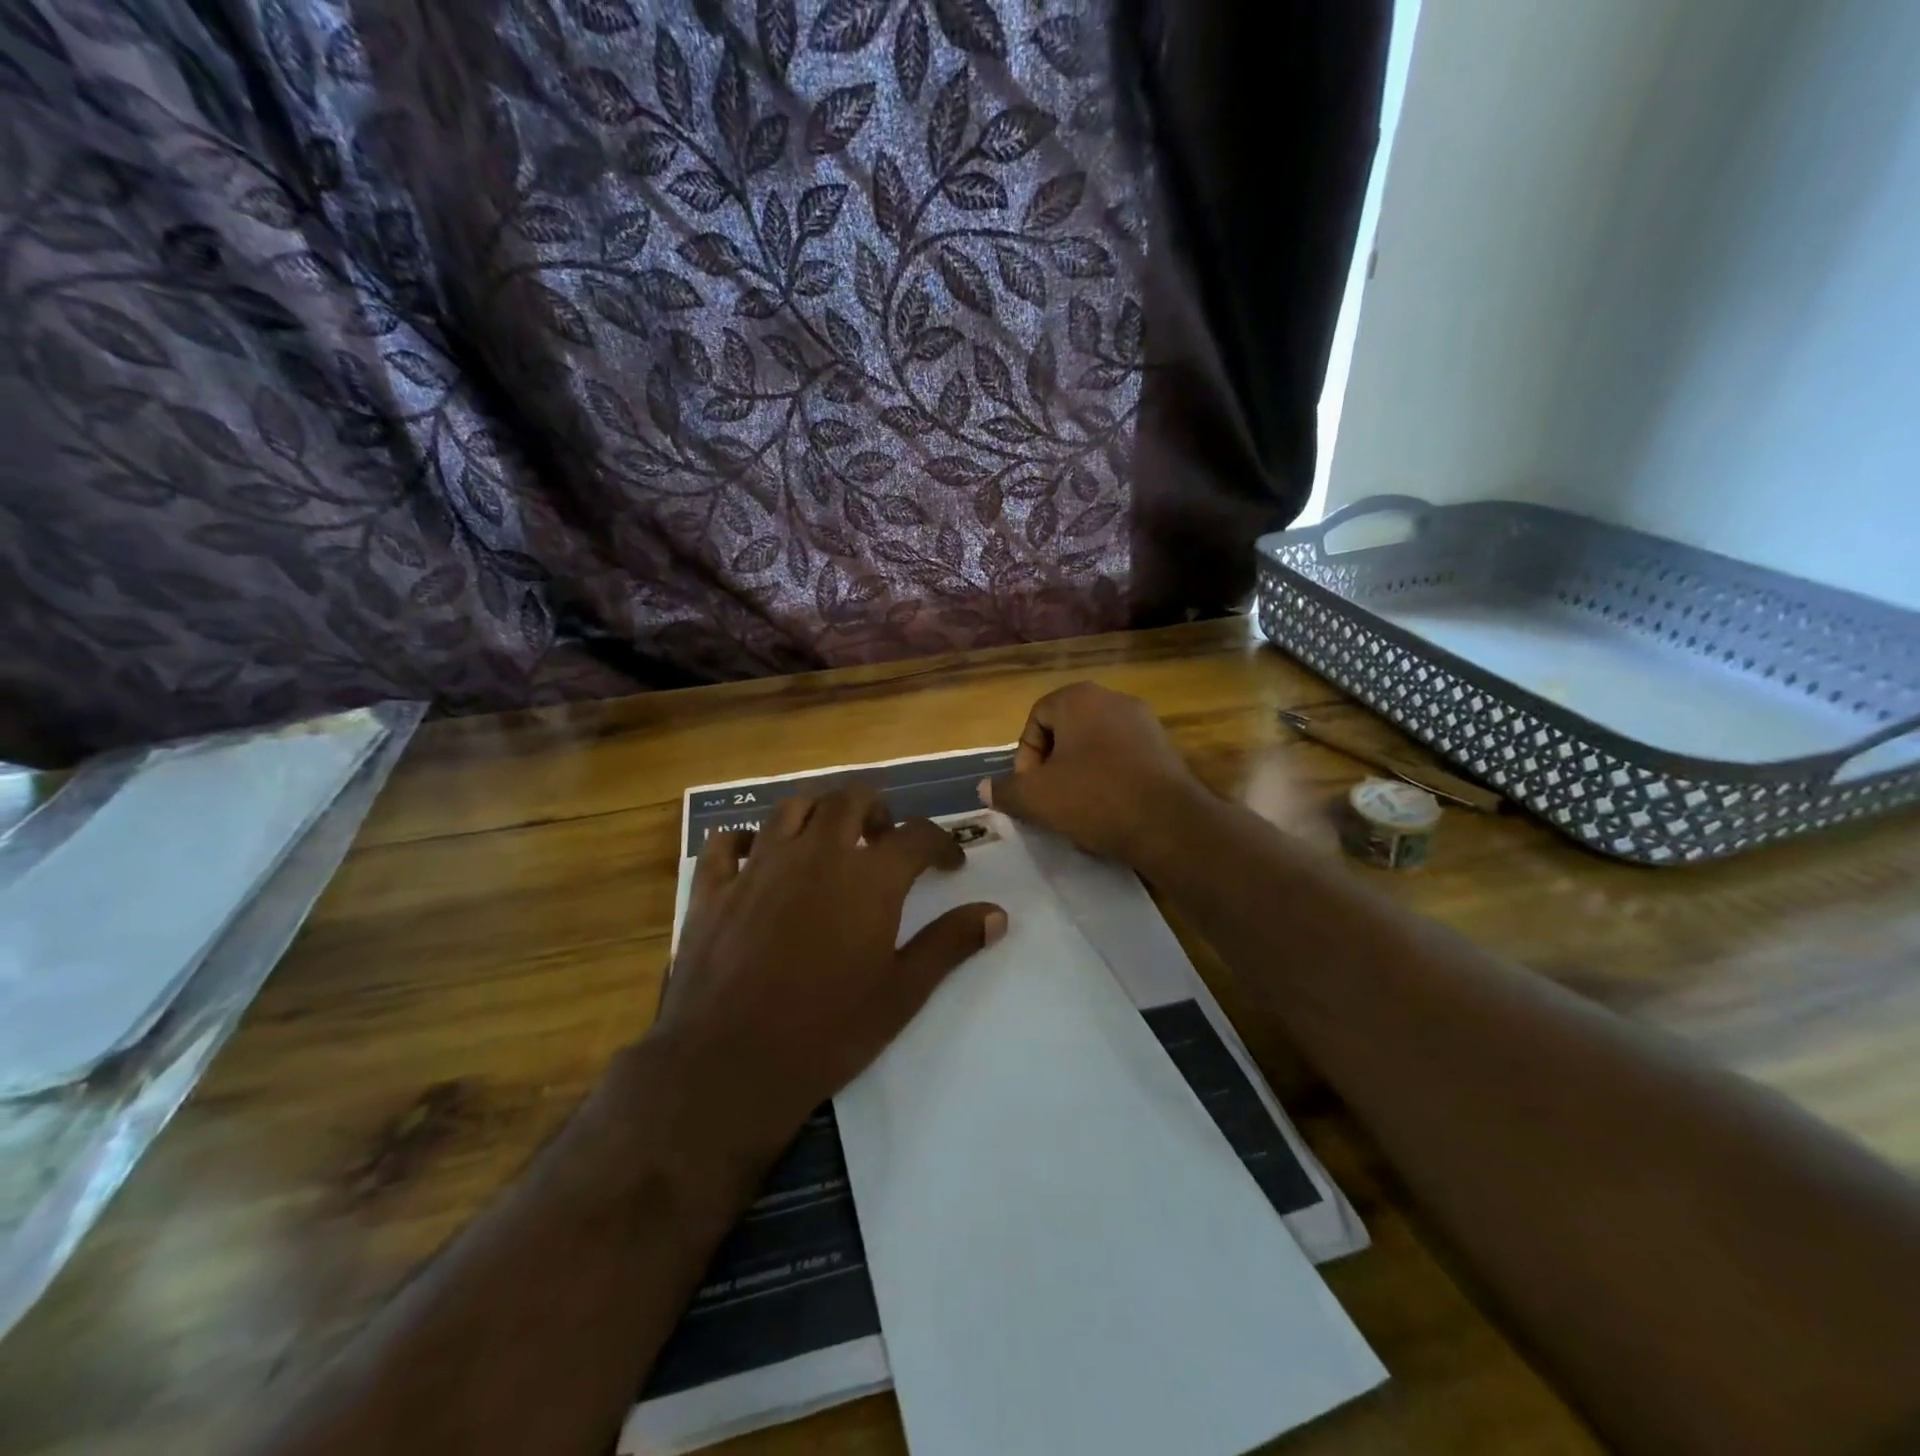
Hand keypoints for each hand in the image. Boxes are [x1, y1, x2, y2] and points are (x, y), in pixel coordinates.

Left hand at [651, 784, 1005, 1159]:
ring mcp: (759, 865)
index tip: (949, 864)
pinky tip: (755, 856)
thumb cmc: (827, 1032)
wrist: (730, 1064)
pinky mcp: (714, 888)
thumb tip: (997, 914)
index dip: (941, 843)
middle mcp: (815, 854)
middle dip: (876, 809)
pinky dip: (745, 839)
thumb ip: (949, 944)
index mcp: (867, 877)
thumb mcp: (902, 992)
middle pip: (850, 799)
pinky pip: (727, 842)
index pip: (917, 835)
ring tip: (828, 839)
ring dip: (817, 813)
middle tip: (884, 838)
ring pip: (791, 808)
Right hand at [981, 682, 1203, 864]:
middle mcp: (1113, 699)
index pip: (1036, 717)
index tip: (1029, 788)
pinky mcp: (1165, 749)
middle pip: (1066, 730)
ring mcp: (1145, 722)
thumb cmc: (1094, 797)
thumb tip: (984, 789)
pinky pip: (1122, 759)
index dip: (1025, 755)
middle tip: (1049, 798)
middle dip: (1052, 765)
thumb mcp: (1037, 797)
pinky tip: (1108, 810)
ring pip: (1094, 746)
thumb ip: (1006, 790)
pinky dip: (1108, 780)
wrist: (1169, 823)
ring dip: (1079, 774)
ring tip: (1076, 809)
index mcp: (1079, 698)